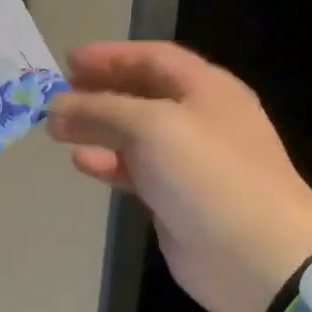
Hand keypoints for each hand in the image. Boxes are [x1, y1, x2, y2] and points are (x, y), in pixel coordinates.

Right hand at [47, 42, 311, 311]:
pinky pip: (135, 170)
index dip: (111, 56)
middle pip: (141, 94)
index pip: (153, 58)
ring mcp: (188, 160)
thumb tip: (56, 105)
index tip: (68, 62)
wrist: (255, 255)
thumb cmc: (207, 173)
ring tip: (56, 131)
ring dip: (96, 128)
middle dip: (98, 93)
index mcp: (206, 89)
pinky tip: (81, 162)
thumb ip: (99, 109)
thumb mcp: (151, 126)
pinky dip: (108, 163)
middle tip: (57, 97)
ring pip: (133, 134)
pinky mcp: (175, 197)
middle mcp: (198, 118)